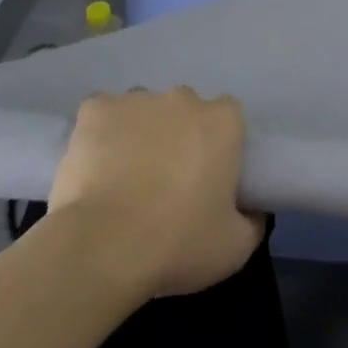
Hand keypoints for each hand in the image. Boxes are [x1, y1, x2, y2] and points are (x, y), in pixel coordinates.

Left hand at [45, 87, 263, 299]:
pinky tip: (94, 162)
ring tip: (124, 176)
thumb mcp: (235, 247)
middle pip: (184, 110)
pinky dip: (99, 132)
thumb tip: (253, 211)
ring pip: (143, 110)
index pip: (228, 118)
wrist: (103, 248)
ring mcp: (137, 100)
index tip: (208, 175)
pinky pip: (101, 113)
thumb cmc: (177, 243)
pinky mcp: (95, 110)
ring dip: (139, 133)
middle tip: (166, 180)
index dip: (218, 144)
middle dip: (178, 135)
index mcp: (223, 122)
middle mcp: (183, 99)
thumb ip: (252, 221)